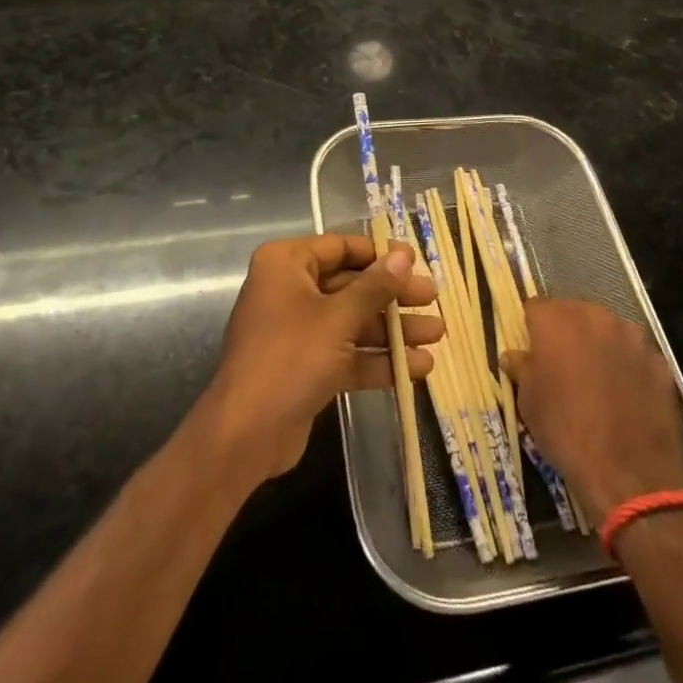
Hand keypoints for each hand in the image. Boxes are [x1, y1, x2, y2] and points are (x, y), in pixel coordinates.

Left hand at [198, 234, 441, 481]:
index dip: (379, 254)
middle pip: (351, 285)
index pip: (340, 248)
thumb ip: (374, 287)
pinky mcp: (306, 367)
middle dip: (393, 296)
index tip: (415, 260)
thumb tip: (403, 256)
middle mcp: (290, 290)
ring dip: (393, 330)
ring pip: (353, 322)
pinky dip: (378, 359)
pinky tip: (418, 367)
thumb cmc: (290, 357)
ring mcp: (298, 330)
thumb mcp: (338, 318)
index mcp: (286, 264)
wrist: (245, 434)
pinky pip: (347, 353)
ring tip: (437, 334)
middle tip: (433, 298)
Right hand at [502, 298, 682, 517]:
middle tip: (562, 365)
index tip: (532, 350)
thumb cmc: (566, 431)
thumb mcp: (530, 403)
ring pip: (607, 329)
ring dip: (599, 345)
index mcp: (556, 320)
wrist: (629, 473)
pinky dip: (627, 366)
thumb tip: (514, 356)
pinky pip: (634, 354)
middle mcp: (594, 316)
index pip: (535, 307)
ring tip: (596, 380)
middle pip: (574, 312)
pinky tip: (625, 395)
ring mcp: (631, 336)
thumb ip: (521, 369)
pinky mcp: (658, 360)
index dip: (532, 328)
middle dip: (566, 332)